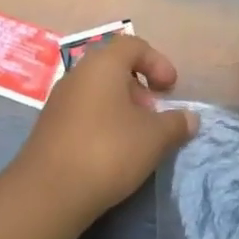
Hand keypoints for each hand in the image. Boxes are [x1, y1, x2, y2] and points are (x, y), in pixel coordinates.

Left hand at [10, 36, 196, 220]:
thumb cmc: (108, 151)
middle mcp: (77, 74)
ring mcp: (59, 100)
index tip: (171, 89)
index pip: (133, 45)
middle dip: (140, 87)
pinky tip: (113, 151)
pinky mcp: (49, 126)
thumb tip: (190, 118)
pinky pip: (83, 112)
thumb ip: (175, 124)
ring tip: (138, 136)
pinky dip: (103, 121)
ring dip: (122, 106)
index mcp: (102, 64)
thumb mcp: (154, 138)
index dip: (157, 62)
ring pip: (98, 91)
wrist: (48, 193)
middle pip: (114, 67)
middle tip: (155, 113)